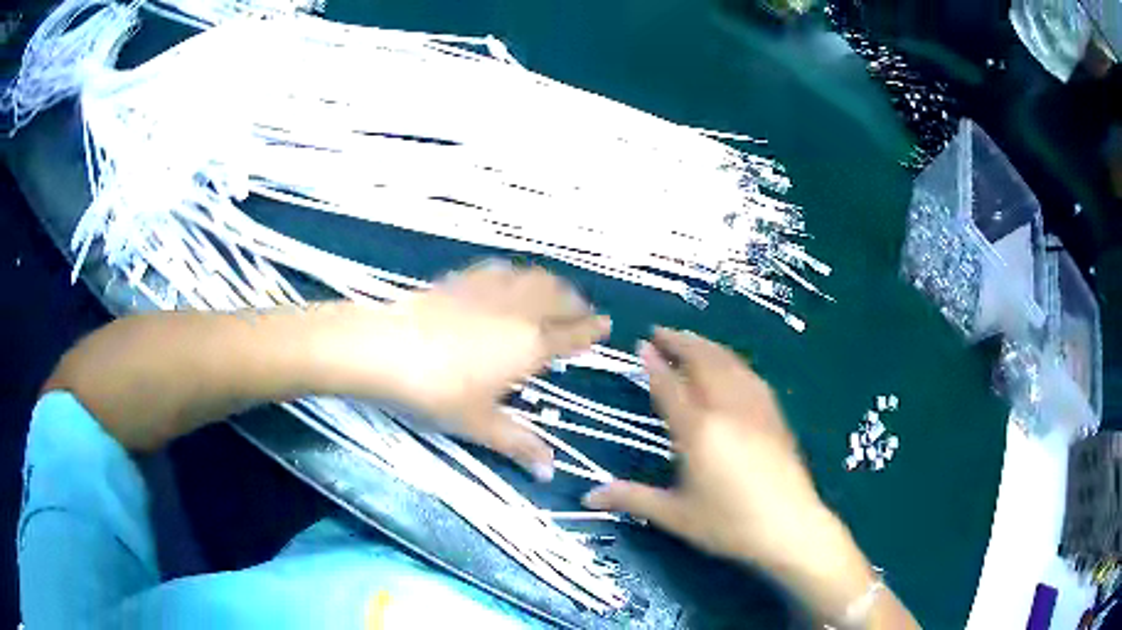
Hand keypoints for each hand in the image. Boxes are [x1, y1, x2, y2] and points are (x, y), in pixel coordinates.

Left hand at [318, 260, 609, 480]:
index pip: (572, 334)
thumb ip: (518, 444)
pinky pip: (501, 270)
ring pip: (533, 278)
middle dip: (577, 303)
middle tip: (583, 310)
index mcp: (530, 346)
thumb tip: (551, 473)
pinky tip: (509, 278)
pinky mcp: (462, 280)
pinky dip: (516, 274)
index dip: (592, 330)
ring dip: (552, 284)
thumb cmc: (438, 392)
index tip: (606, 325)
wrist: (386, 349)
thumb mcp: (480, 424)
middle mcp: (518, 311)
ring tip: (556, 291)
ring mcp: (489, 291)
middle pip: (559, 298)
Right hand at [582, 328, 828, 569]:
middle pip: (702, 362)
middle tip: (661, 332)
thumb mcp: (675, 515)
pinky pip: (750, 375)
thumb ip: (632, 499)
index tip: (641, 344)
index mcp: (698, 431)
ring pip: (729, 363)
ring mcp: (755, 408)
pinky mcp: (774, 414)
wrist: (789, 526)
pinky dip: (732, 361)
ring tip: (689, 340)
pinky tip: (730, 365)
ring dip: (706, 346)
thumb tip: (588, 496)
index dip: (654, 365)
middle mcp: (727, 409)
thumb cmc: (729, 524)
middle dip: (680, 342)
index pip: (670, 388)